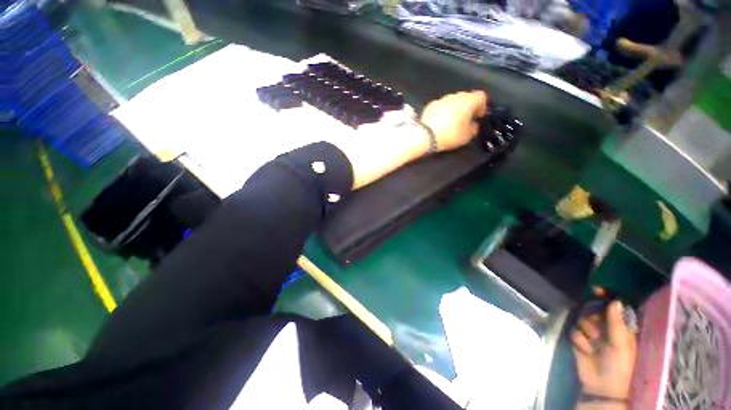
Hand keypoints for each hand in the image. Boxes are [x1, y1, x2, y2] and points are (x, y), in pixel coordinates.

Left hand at [420, 91, 488, 151]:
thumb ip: (474, 128)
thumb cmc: (450, 134)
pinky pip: (441, 106)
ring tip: (452, 122)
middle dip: (468, 107)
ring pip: (453, 101)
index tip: (478, 117)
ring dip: (455, 109)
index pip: (482, 97)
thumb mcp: (467, 136)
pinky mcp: (430, 105)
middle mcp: (456, 96)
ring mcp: (442, 99)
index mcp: (469, 100)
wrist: (425, 135)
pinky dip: (443, 112)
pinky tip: (440, 122)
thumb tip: (473, 125)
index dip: (482, 106)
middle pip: (466, 97)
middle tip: (466, 120)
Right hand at [572, 292, 636, 400]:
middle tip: (595, 328)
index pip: (613, 306)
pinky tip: (585, 350)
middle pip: (594, 309)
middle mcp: (606, 327)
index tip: (596, 290)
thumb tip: (614, 300)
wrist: (602, 387)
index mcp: (621, 327)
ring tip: (592, 343)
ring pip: (582, 319)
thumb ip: (617, 323)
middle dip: (592, 316)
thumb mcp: (621, 345)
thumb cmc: (619, 366)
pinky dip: (579, 340)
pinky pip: (574, 331)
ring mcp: (591, 333)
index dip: (606, 297)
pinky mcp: (579, 340)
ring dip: (585, 330)